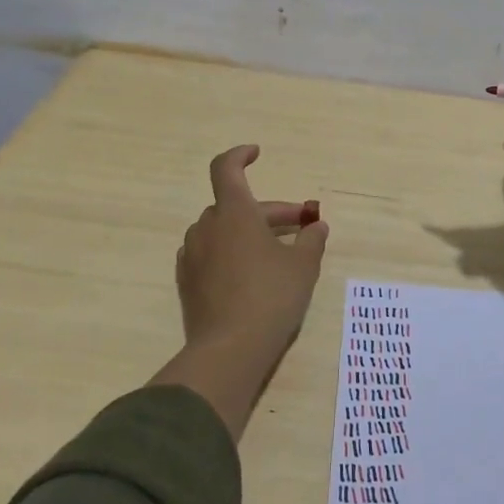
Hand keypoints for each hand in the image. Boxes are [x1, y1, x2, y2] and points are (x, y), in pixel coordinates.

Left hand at [175, 144, 329, 359]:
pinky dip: (229, 252)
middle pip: (235, 205)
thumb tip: (317, 226)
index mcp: (234, 213)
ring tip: (276, 252)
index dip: (240, 156)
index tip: (257, 154)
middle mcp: (207, 227)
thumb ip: (311, 240)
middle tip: (301, 227)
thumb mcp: (303, 266)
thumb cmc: (271, 297)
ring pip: (222, 230)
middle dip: (269, 212)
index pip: (226, 169)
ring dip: (247, 232)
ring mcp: (192, 256)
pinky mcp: (187, 283)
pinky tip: (249, 273)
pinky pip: (209, 254)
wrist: (228, 350)